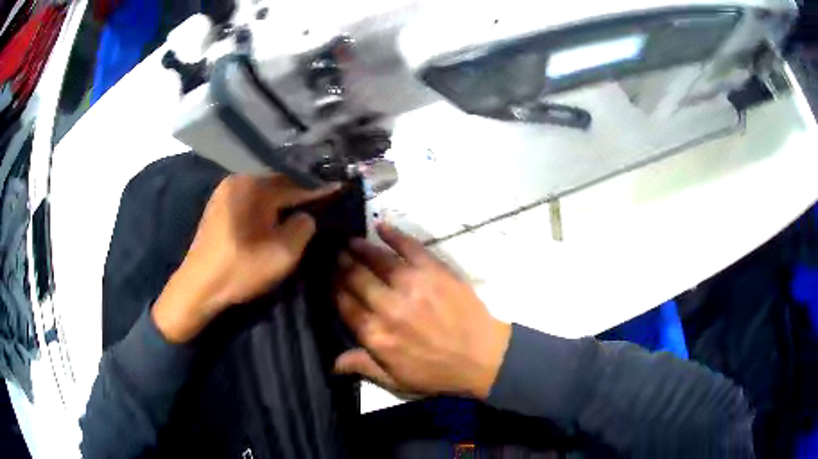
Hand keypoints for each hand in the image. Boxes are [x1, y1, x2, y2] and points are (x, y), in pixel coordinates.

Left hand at [152, 174, 338, 342]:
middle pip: (278, 182)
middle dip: (300, 192)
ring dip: (283, 200)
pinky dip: (267, 207)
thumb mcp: (282, 254)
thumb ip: (303, 228)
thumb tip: (306, 216)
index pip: (294, 181)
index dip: (318, 188)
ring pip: (264, 192)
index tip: (339, 187)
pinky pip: (251, 200)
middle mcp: (237, 180)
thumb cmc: (239, 270)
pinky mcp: (219, 208)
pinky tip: (275, 218)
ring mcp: (225, 193)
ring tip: (303, 208)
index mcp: (252, 186)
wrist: (197, 288)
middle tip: (323, 200)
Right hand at [334, 223, 511, 398]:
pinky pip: (409, 247)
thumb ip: (362, 367)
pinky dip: (393, 235)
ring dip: (360, 249)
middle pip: (356, 279)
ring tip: (349, 242)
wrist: (482, 357)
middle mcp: (388, 307)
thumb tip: (331, 362)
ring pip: (377, 260)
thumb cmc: (437, 373)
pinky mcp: (434, 271)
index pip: (344, 305)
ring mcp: (412, 286)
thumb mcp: (396, 380)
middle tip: (334, 255)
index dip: (333, 289)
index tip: (327, 278)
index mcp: (376, 335)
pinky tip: (381, 227)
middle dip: (341, 265)